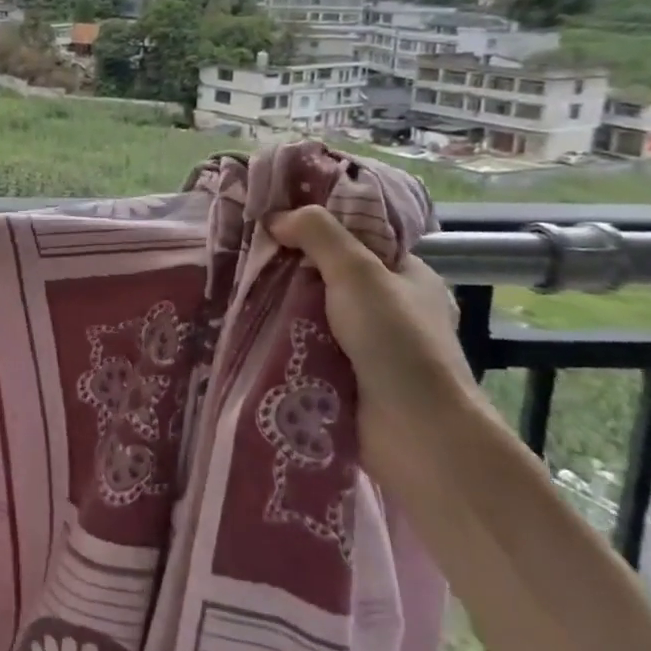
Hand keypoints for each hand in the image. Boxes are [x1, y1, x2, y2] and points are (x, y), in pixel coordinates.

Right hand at [268, 205, 491, 493]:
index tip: (273, 222)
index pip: (357, 240)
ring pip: (313, 314)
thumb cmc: (396, 341)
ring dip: (280, 307)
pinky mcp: (347, 378)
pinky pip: (306, 347)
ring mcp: (369, 347)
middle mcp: (391, 309)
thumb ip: (318, 234)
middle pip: (329, 277)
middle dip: (290, 270)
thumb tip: (275, 216)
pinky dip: (282, 340)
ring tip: (234, 289)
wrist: (416, 434)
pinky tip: (247, 328)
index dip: (317, 228)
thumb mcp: (358, 272)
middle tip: (244, 256)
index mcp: (408, 277)